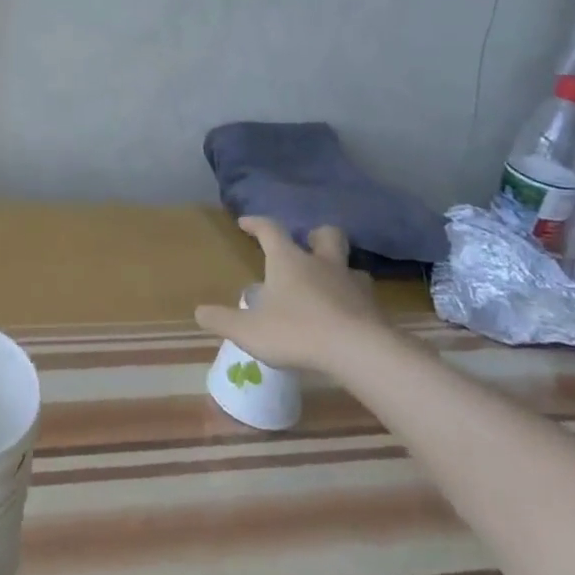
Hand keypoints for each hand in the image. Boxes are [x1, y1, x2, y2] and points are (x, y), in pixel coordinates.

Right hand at [195, 218, 387, 374]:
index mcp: (289, 261)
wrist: (360, 352)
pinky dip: (355, 303)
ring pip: (351, 266)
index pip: (271, 230)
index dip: (257, 223)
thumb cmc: (297, 332)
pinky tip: (348, 318)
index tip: (245, 222)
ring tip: (330, 286)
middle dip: (316, 236)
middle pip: (326, 235)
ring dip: (340, 270)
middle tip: (307, 246)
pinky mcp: (375, 309)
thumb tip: (199, 312)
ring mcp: (353, 285)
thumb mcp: (249, 330)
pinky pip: (365, 298)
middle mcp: (322, 264)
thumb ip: (222, 320)